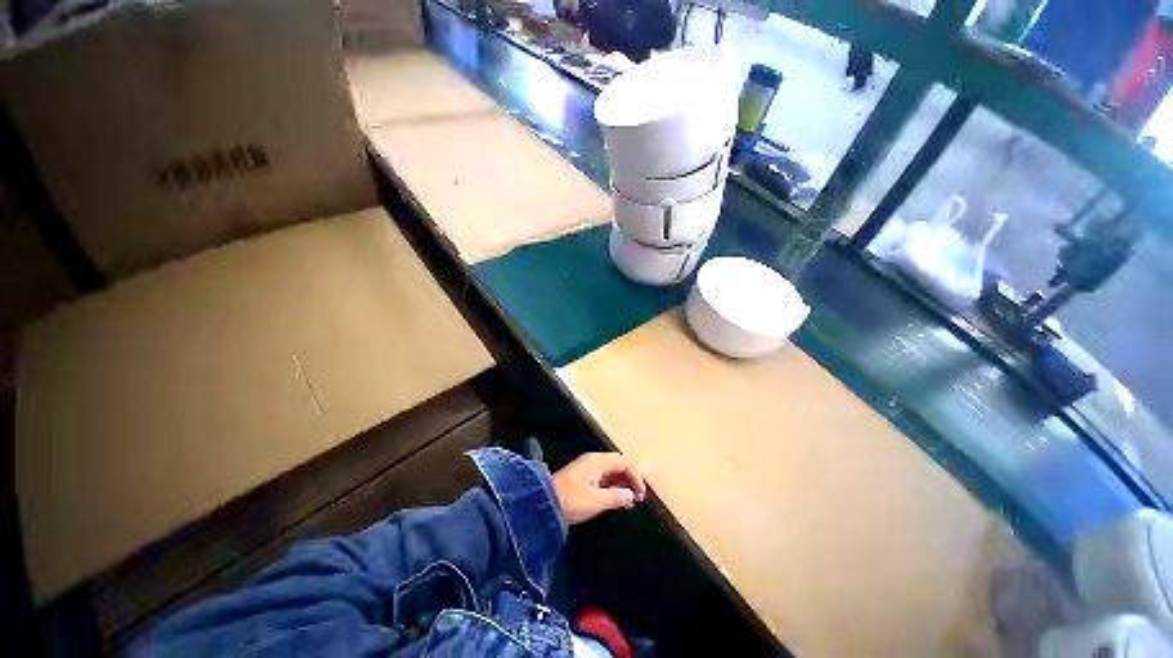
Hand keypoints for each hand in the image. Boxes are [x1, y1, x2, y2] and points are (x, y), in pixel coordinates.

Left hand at [552, 452, 646, 524]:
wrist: (543, 505)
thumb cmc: (572, 500)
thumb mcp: (596, 500)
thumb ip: (616, 496)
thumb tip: (631, 494)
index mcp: (598, 461)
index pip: (623, 462)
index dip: (635, 475)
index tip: (642, 493)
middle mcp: (593, 460)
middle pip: (618, 465)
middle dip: (630, 479)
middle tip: (638, 498)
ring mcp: (587, 468)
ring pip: (611, 472)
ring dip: (622, 484)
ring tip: (630, 501)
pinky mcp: (582, 478)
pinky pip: (603, 478)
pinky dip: (612, 487)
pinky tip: (616, 500)